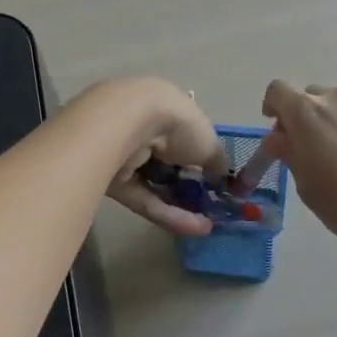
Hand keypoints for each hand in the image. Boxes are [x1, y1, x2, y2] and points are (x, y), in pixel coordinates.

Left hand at [88, 78, 228, 236]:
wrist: (126, 127)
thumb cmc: (176, 124)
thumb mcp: (209, 143)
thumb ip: (218, 163)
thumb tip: (223, 178)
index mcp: (165, 107)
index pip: (184, 135)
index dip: (200, 158)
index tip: (215, 179)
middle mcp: (143, 128)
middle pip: (168, 162)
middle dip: (189, 185)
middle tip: (211, 206)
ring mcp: (126, 156)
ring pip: (156, 184)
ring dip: (182, 204)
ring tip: (208, 224)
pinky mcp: (114, 182)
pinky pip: (146, 200)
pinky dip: (169, 214)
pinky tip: (195, 229)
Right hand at [259, 81, 336, 255]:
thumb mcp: (306, 184)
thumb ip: (289, 154)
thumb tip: (278, 138)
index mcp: (307, 112)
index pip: (277, 90)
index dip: (272, 107)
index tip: (277, 132)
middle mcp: (335, 98)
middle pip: (308, 96)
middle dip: (301, 118)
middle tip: (305, 150)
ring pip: (335, 105)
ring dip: (327, 122)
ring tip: (336, 156)